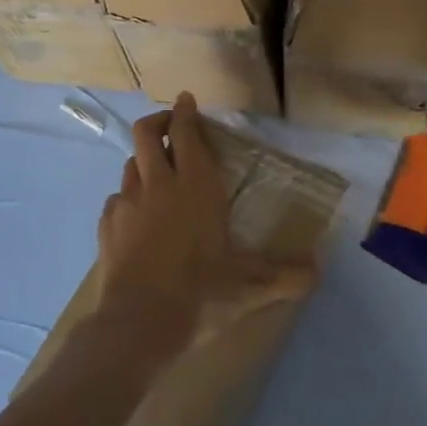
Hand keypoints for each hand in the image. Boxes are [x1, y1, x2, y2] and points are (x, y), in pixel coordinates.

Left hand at [94, 93, 318, 365]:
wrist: (137, 324)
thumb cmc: (200, 294)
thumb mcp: (250, 287)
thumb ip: (287, 276)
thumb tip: (320, 270)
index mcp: (196, 186)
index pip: (185, 133)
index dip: (185, 112)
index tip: (187, 100)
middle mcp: (158, 185)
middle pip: (146, 133)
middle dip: (158, 121)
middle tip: (170, 125)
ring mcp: (127, 204)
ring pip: (129, 164)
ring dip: (143, 160)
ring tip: (156, 173)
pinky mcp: (106, 227)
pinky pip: (116, 199)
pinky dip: (128, 197)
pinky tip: (136, 216)